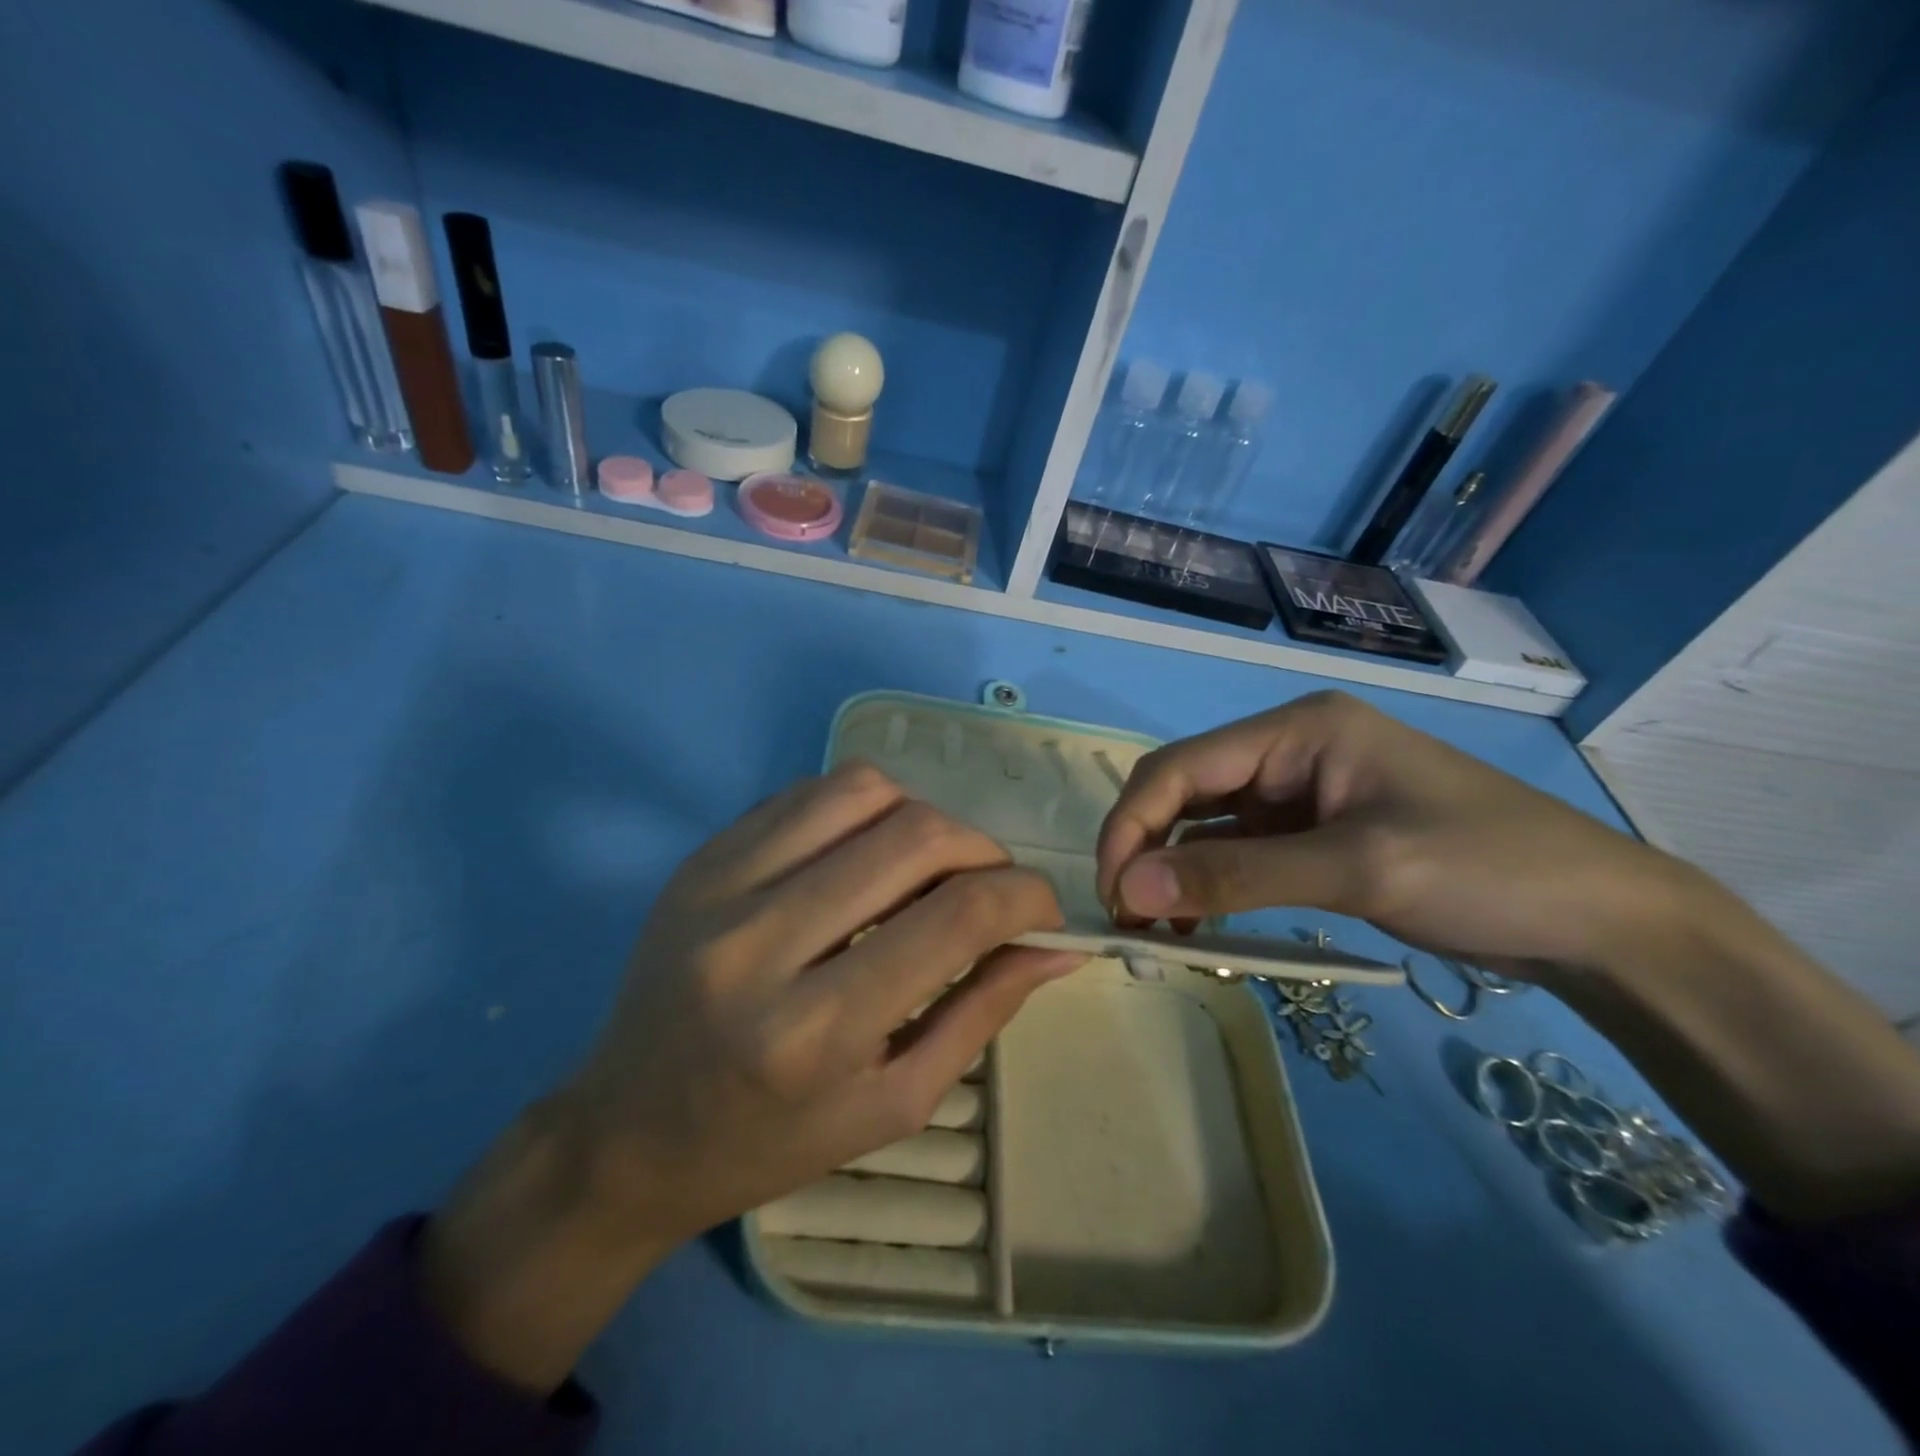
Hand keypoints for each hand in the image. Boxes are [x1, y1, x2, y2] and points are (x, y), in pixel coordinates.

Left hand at [566, 759, 1076, 1242]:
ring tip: (926, 867)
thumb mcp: (893, 1102)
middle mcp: (760, 942)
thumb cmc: (770, 1141)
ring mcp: (720, 885)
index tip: (1044, 908)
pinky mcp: (701, 856)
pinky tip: (863, 854)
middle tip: (992, 886)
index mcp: (814, 1031)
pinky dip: (862, 808)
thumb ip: (982, 1011)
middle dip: (983, 850)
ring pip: (862, 789)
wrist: (627, 1131)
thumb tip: (1058, 946)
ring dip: (922, 816)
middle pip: (914, 836)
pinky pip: (808, 791)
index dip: (1024, 897)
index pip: (954, 918)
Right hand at [1095, 691, 1683, 974]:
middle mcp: (1288, 750)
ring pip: (1205, 824)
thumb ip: (1235, 876)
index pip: (1179, 766)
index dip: (1131, 824)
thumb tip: (1128, 890)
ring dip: (1172, 871)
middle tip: (1126, 917)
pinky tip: (1198, 923)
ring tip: (1155, 930)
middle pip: (1185, 790)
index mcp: (1297, 730)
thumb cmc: (1486, 869)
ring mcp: (1300, 791)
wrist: (1602, 920)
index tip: (1111, 892)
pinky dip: (1209, 885)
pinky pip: (1238, 851)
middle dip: (1145, 848)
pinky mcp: (1312, 832)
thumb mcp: (1355, 868)